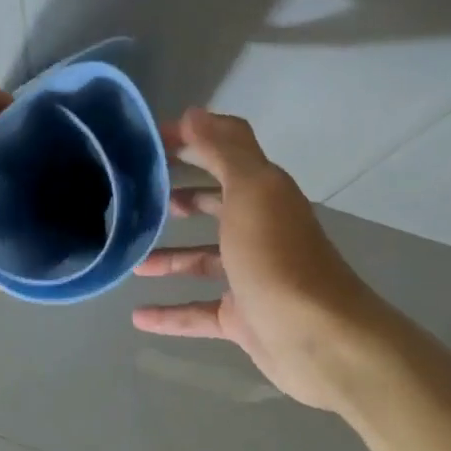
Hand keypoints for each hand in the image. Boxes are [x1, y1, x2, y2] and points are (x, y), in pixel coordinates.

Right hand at [132, 108, 385, 411]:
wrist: (319, 338)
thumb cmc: (278, 256)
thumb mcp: (251, 191)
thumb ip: (224, 150)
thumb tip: (194, 112)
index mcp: (263, 193)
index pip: (223, 153)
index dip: (188, 141)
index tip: (146, 141)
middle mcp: (259, 229)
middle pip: (215, 205)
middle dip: (181, 198)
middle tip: (139, 198)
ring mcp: (251, 276)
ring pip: (204, 260)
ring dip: (170, 258)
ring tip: (132, 260)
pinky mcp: (243, 318)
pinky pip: (199, 312)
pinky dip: (171, 314)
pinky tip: (138, 316)